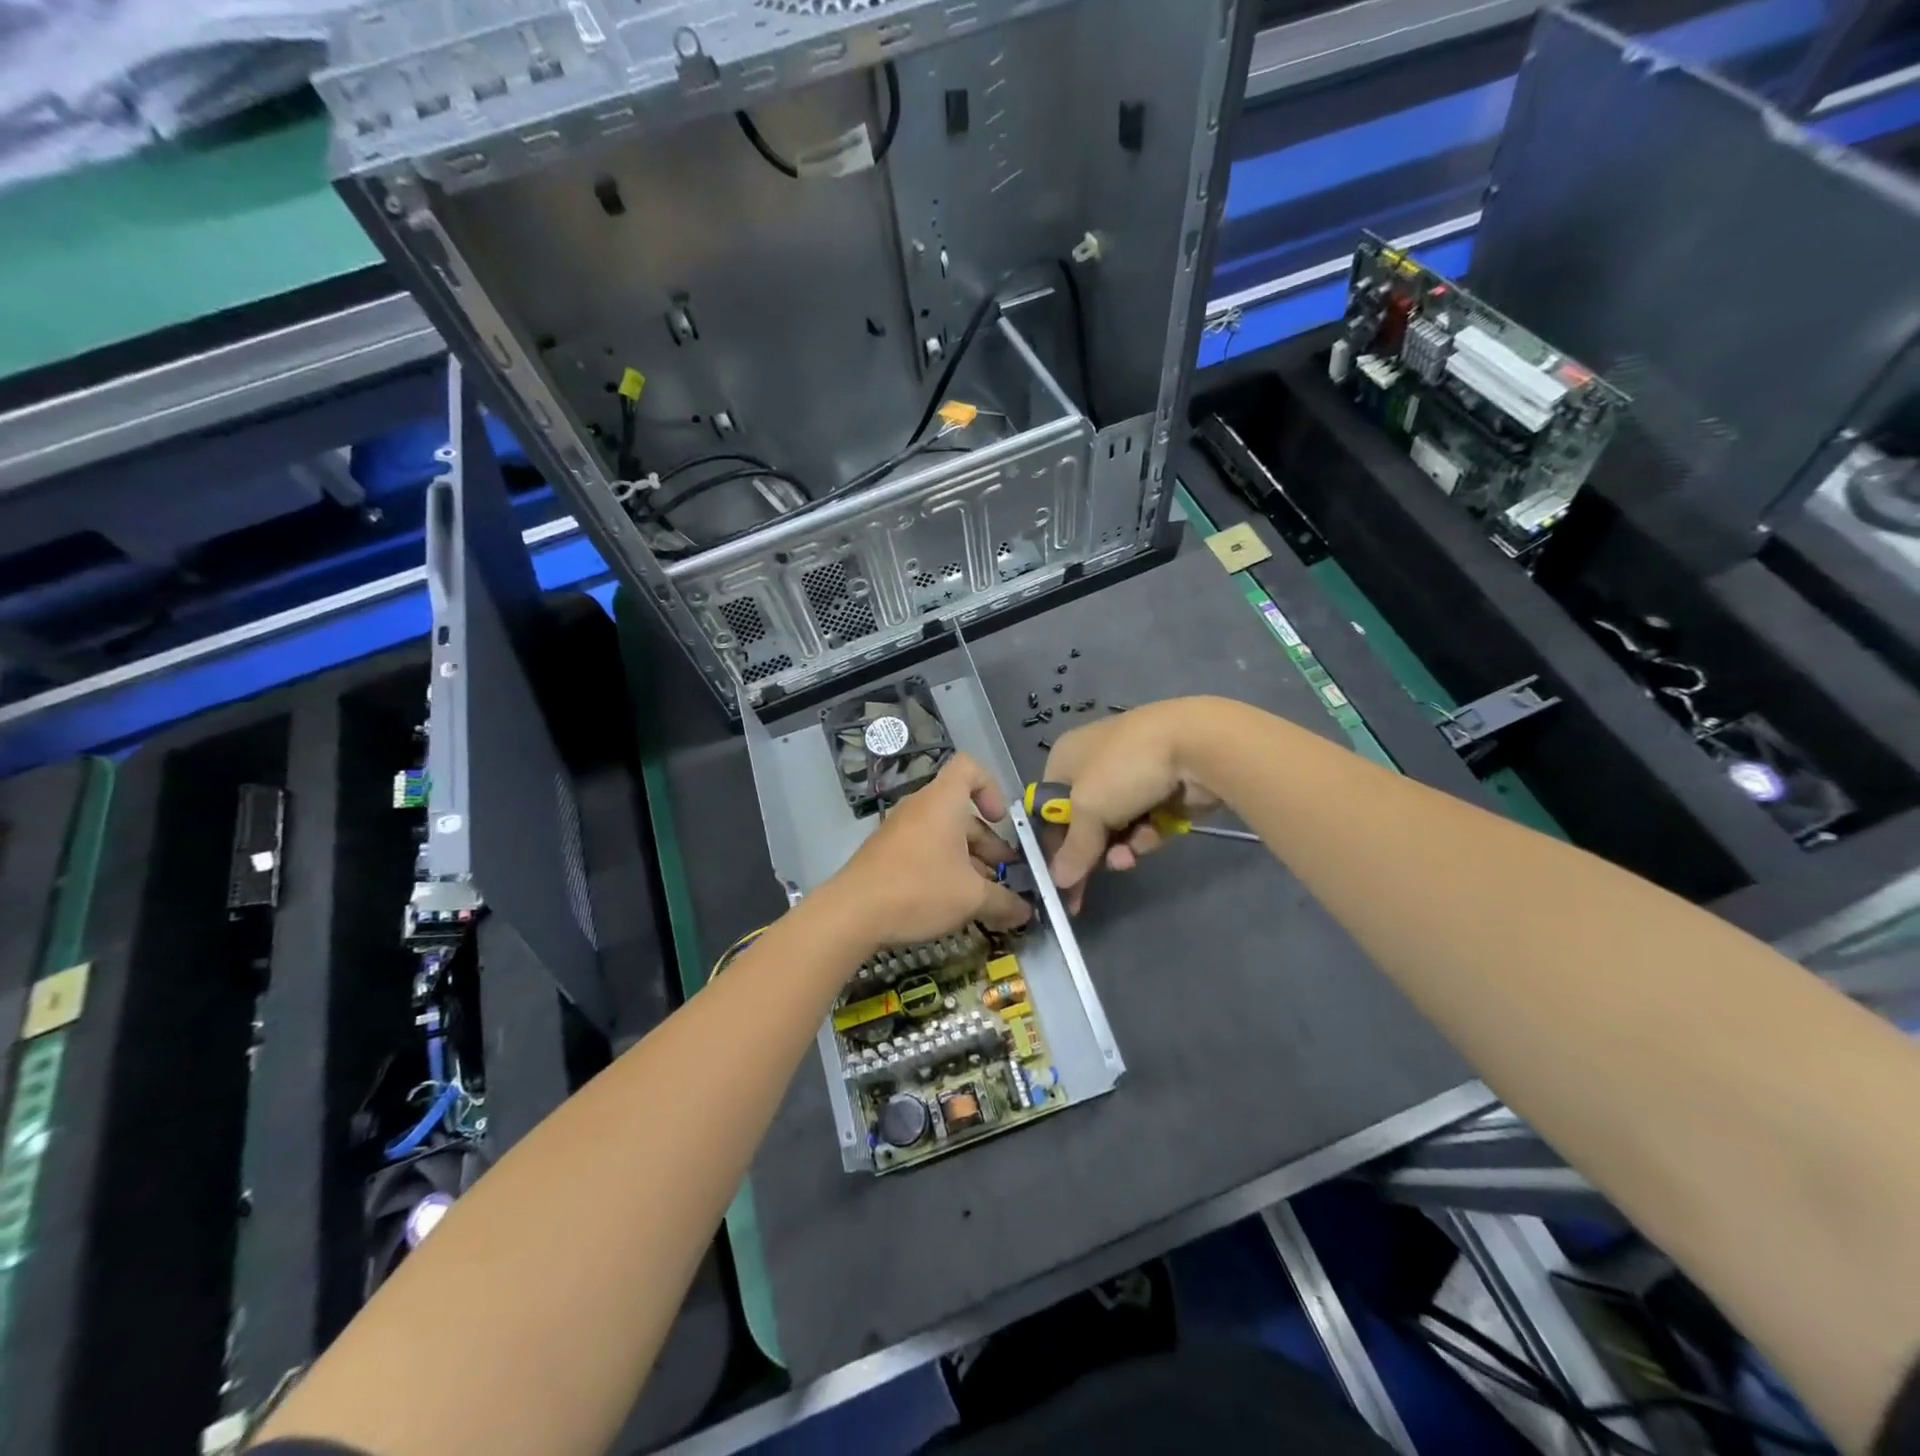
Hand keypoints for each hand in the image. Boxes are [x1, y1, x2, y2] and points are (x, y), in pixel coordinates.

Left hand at [820, 753, 1032, 950]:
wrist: (852, 913)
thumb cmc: (919, 889)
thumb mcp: (971, 898)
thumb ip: (1004, 902)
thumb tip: (1027, 912)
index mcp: (943, 802)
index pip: (969, 767)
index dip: (991, 786)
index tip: (1001, 819)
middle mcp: (921, 807)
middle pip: (962, 811)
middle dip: (988, 842)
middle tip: (1005, 875)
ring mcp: (901, 830)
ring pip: (944, 835)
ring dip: (969, 860)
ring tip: (985, 896)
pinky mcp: (887, 853)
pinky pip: (925, 849)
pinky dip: (944, 867)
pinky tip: (953, 902)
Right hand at [1041, 698, 1225, 910]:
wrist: (1196, 744)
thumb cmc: (1124, 769)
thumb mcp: (1089, 809)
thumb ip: (1074, 848)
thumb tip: (1058, 881)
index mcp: (1066, 758)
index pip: (1048, 808)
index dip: (1051, 844)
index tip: (1055, 880)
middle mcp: (1093, 765)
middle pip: (1083, 821)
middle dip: (1089, 851)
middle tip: (1086, 889)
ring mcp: (1130, 778)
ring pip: (1115, 828)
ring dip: (1119, 847)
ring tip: (1128, 858)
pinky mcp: (1162, 792)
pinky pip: (1144, 825)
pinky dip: (1145, 835)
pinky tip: (1152, 837)